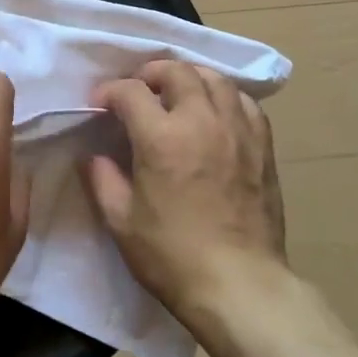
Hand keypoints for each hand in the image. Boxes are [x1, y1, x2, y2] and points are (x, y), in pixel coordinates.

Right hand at [86, 59, 287, 332]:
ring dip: (190, 77)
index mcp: (162, 138)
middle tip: (138, 89)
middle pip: (177, 71)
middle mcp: (202, 121)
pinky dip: (224, 96)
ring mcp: (238, 129)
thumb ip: (103, 180)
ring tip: (177, 92)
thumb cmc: (173, 257)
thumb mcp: (122, 223)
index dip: (110, 91)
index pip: (131, 92)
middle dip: (151, 73)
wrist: (240, 285)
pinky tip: (216, 111)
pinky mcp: (263, 145)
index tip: (100, 103)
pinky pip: (245, 102)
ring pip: (215, 79)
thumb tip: (94, 155)